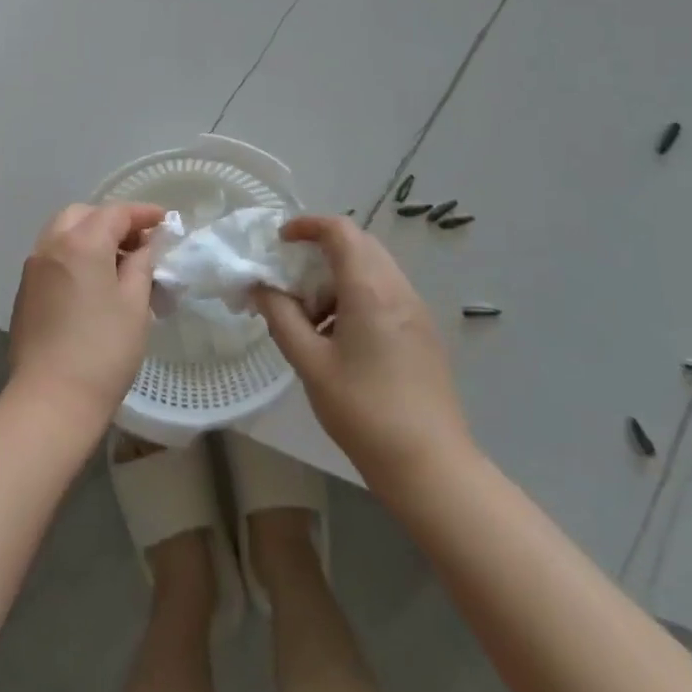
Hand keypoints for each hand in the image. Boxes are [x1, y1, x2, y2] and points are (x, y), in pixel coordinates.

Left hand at [7, 202, 163, 435]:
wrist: (50, 400)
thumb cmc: (103, 350)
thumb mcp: (134, 304)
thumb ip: (142, 264)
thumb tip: (147, 245)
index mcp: (81, 243)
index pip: (115, 212)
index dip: (143, 213)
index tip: (165, 221)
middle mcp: (51, 245)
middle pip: (83, 215)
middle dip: (112, 220)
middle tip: (139, 242)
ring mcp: (33, 268)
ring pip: (63, 232)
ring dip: (90, 235)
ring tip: (118, 261)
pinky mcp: (25, 291)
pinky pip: (52, 255)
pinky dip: (73, 254)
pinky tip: (92, 281)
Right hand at [254, 215, 473, 493]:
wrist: (430, 466)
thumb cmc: (364, 411)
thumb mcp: (310, 364)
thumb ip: (281, 317)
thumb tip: (260, 287)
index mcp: (370, 290)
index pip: (340, 231)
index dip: (307, 225)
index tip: (280, 240)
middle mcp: (398, 289)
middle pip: (359, 245)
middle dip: (321, 251)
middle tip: (291, 279)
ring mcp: (416, 311)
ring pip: (373, 269)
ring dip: (338, 276)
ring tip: (312, 316)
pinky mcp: (423, 333)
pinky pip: (386, 293)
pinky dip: (357, 296)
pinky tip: (340, 337)